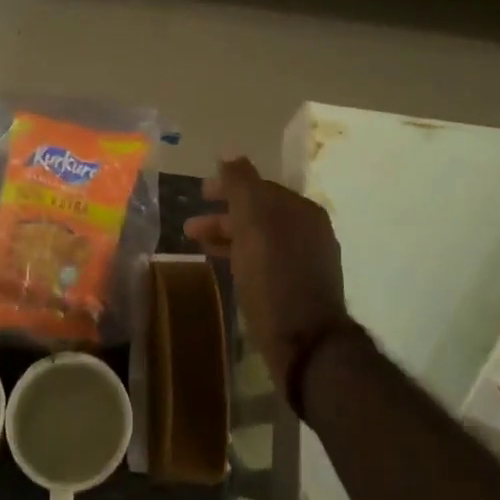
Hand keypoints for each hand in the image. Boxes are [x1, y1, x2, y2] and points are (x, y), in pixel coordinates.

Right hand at [184, 157, 349, 392]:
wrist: (307, 344)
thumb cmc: (275, 278)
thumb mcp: (253, 224)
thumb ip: (242, 185)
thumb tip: (230, 154)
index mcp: (301, 210)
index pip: (259, 186)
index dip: (227, 186)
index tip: (199, 192)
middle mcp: (309, 230)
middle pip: (258, 212)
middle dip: (223, 214)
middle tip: (190, 224)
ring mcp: (306, 260)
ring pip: (259, 237)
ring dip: (228, 235)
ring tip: (198, 244)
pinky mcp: (299, 287)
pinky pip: (264, 259)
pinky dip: (241, 256)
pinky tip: (225, 266)